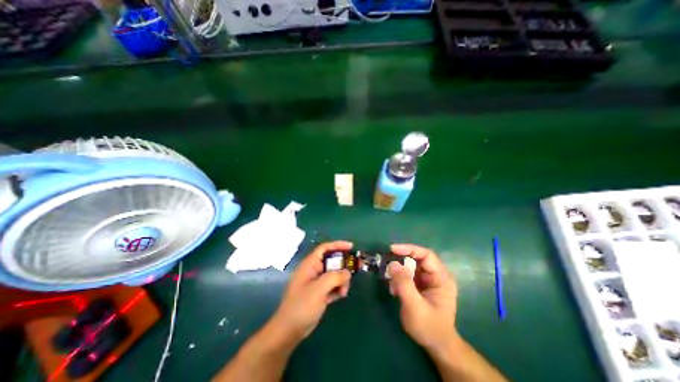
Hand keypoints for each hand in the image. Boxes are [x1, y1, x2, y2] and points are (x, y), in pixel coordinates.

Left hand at [269, 240, 352, 341]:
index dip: (338, 245)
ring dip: (342, 280)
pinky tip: (341, 295)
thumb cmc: (302, 306)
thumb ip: (335, 277)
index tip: (351, 246)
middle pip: (332, 261)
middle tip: (357, 268)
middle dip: (343, 266)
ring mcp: (317, 282)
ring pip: (334, 274)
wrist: (289, 331)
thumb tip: (347, 272)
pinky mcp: (319, 293)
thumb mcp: (319, 289)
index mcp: (310, 264)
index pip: (325, 248)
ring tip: (344, 291)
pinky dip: (338, 288)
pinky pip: (333, 285)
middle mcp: (314, 270)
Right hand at [388, 244, 455, 353]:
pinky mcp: (421, 286)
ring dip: (398, 272)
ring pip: (410, 267)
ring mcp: (428, 281)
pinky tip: (394, 290)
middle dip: (401, 261)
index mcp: (441, 278)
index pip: (426, 255)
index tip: (392, 249)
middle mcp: (436, 276)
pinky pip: (407, 275)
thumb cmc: (429, 327)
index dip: (409, 249)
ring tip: (390, 282)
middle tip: (386, 264)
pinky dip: (398, 279)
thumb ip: (404, 283)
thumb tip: (392, 263)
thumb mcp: (415, 306)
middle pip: (417, 259)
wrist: (437, 347)